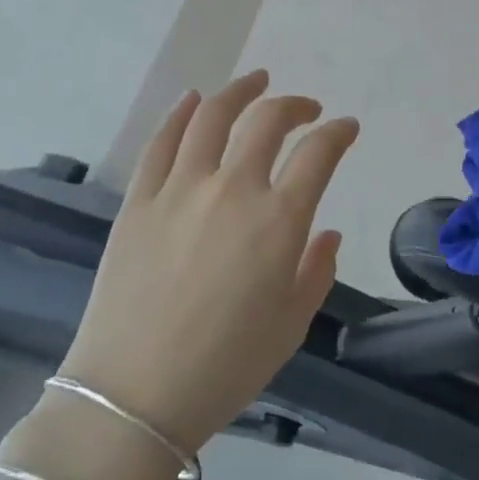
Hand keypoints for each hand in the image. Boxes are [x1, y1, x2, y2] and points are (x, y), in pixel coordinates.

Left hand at [59, 70, 359, 453]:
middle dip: (295, 106)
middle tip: (306, 109)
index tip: (346, 128)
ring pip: (213, 116)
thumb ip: (317, 270)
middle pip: (268, 121)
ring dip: (240, 90)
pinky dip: (181, 113)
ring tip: (256, 81)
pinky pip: (162, 142)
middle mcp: (233, 190)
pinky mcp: (139, 200)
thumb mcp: (291, 325)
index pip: (319, 154)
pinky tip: (194, 100)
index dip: (339, 133)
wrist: (132, 398)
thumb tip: (327, 233)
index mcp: (278, 221)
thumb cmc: (225, 367)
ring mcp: (180, 189)